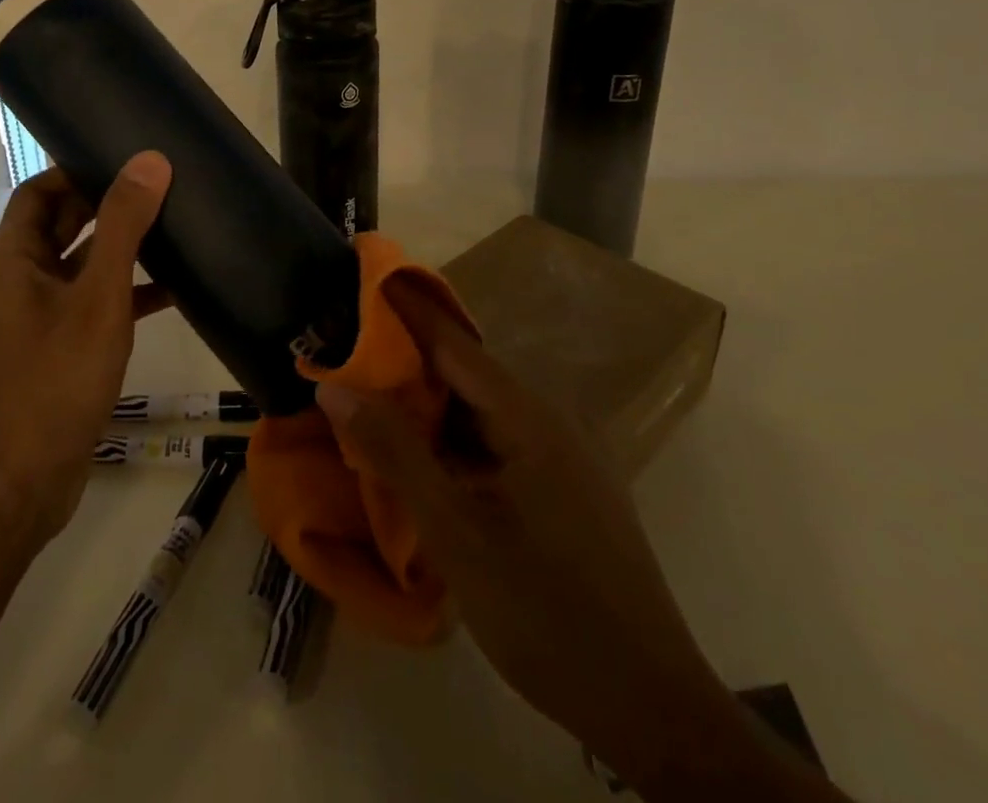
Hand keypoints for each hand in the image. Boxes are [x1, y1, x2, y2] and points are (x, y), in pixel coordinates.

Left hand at [0, 154, 172, 543]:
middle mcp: (23, 282)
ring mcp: (42, 318)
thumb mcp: (97, 297)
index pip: (37, 193)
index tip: (121, 159)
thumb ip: (122, 227)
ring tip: (173, 229)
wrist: (24, 483)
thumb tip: (148, 161)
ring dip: (122, 249)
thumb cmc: (54, 379)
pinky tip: (174, 292)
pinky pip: (97, 304)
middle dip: (107, 205)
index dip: (73, 171)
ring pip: (84, 266)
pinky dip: (129, 293)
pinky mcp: (63, 349)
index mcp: (16, 260)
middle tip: (159, 188)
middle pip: (63, 226)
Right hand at [316, 275, 757, 797]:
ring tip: (371, 399)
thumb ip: (394, 451)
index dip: (404, 308)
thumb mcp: (456, 532)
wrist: (653, 709)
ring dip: (428, 405)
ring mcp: (563, 455)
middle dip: (405, 361)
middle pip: (466, 373)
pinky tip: (423, 458)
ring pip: (481, 411)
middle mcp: (550, 420)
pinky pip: (498, 442)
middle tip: (346, 352)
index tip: (360, 278)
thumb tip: (334, 385)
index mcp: (528, 416)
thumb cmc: (546, 614)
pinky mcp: (566, 488)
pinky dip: (454, 439)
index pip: (452, 341)